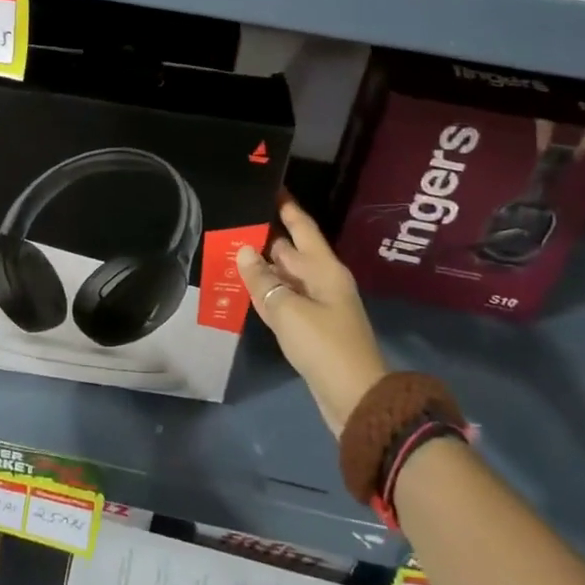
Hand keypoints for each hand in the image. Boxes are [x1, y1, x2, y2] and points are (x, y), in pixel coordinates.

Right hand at [235, 195, 387, 436]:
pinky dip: (264, 292)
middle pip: (289, 251)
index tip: (268, 186)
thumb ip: (263, 281)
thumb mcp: (289, 310)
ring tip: (229, 246)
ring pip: (283, 277)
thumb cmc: (324, 346)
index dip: (286, 207)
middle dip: (264, 236)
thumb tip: (244, 252)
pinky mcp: (308, 328)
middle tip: (233, 218)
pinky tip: (243, 286)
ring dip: (260, 266)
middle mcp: (321, 281)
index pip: (302, 228)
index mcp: (324, 269)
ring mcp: (315, 306)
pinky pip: (282, 300)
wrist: (354, 398)